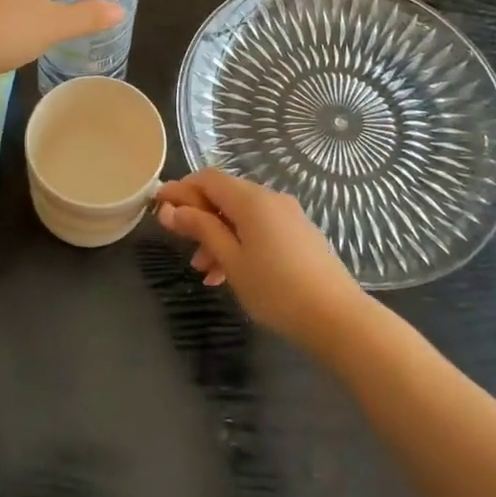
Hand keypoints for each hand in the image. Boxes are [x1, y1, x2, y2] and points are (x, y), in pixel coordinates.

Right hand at [156, 170, 369, 350]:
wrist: (337, 317)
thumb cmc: (276, 289)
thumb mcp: (231, 260)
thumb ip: (201, 229)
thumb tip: (171, 209)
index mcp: (251, 200)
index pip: (207, 179)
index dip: (181, 189)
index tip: (158, 207)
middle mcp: (271, 198)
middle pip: (225, 196)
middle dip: (199, 217)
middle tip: (180, 245)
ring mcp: (288, 216)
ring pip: (242, 216)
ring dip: (218, 235)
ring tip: (203, 271)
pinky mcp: (299, 234)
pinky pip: (260, 228)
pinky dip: (239, 243)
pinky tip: (229, 274)